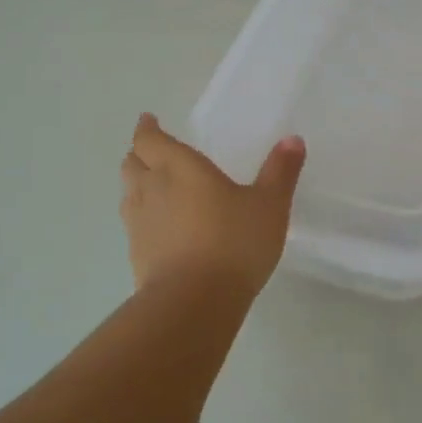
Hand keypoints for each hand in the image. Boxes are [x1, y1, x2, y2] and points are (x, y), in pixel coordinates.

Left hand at [120, 114, 305, 298]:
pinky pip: (133, 224)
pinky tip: (160, 228)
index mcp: (179, 167)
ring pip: (128, 193)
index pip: (149, 139)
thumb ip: (280, 171)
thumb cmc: (233, 242)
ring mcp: (139, 224)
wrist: (194, 302)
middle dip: (140, 153)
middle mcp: (152, 188)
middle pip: (132, 163)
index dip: (147, 129)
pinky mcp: (136, 255)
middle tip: (153, 152)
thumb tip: (293, 139)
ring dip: (137, 184)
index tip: (148, 121)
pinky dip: (142, 217)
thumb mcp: (269, 204)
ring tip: (153, 185)